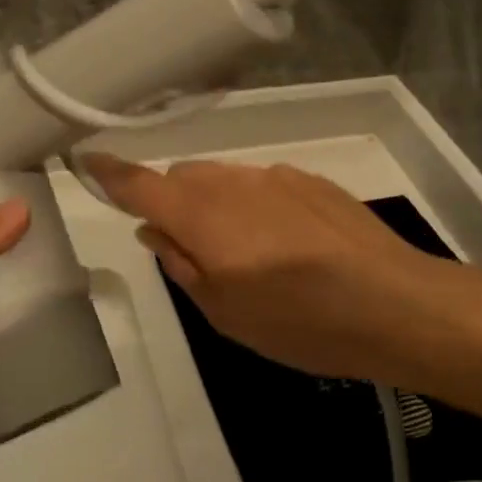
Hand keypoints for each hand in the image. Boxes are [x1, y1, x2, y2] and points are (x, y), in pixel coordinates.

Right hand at [82, 155, 450, 380]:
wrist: (394, 303)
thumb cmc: (298, 320)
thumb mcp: (225, 313)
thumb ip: (182, 265)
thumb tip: (156, 232)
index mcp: (200, 214)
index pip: (139, 182)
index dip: (109, 173)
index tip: (87, 161)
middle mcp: (230, 182)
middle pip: (182, 177)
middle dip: (173, 202)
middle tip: (190, 248)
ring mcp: (273, 175)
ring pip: (223, 179)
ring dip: (216, 204)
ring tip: (247, 253)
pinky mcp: (309, 179)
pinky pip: (262, 184)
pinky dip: (255, 205)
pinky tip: (289, 245)